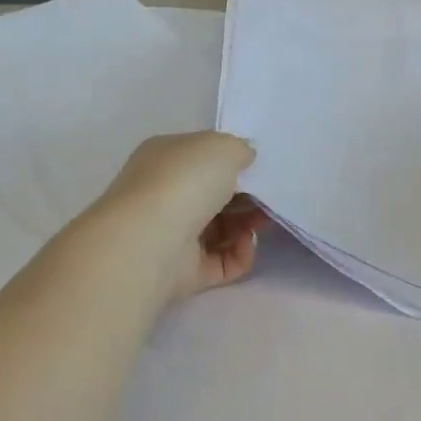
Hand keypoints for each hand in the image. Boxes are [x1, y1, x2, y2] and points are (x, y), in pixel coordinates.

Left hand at [88, 132, 267, 301]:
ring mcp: (173, 236)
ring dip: (246, 226)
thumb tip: (243, 159)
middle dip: (246, 198)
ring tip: (261, 223)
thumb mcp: (221, 147)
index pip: (202, 160)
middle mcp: (165, 196)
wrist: (152, 240)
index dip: (233, 165)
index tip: (260, 172)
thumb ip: (239, 149)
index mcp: (165, 159)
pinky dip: (239, 256)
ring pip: (220, 231)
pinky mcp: (185, 272)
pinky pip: (220, 263)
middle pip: (214, 197)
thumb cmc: (184, 182)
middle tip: (268, 200)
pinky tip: (246, 245)